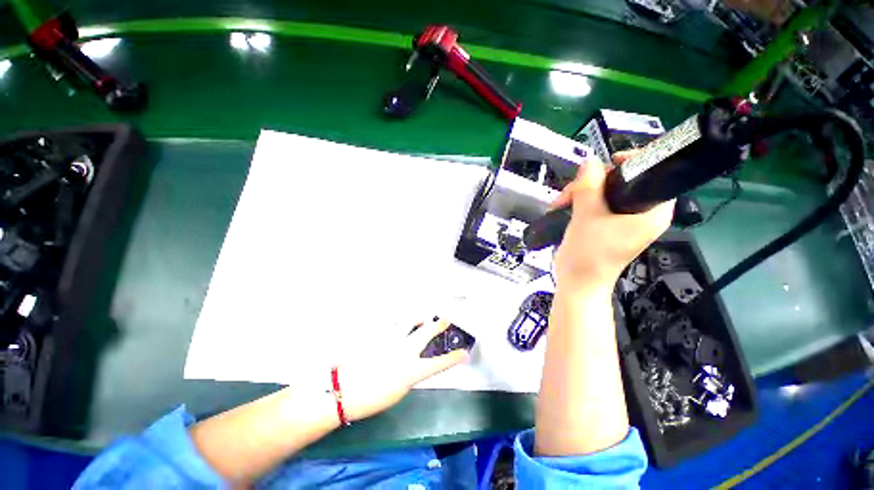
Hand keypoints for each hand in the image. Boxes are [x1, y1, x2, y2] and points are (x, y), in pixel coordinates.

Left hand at [335, 317, 468, 421]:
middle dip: (438, 325)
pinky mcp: (379, 334)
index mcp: (411, 370)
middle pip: (426, 333)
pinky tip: (398, 322)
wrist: (343, 390)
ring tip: (422, 317)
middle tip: (445, 320)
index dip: (453, 358)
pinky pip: (392, 324)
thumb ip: (410, 374)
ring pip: (409, 321)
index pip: (438, 363)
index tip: (464, 352)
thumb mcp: (398, 391)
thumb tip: (414, 364)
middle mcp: (405, 351)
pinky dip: (398, 322)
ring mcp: (392, 339)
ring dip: (418, 318)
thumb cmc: (371, 398)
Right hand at [552, 151, 674, 291]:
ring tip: (560, 203)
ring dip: (579, 193)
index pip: (654, 174)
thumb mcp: (587, 216)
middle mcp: (641, 212)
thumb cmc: (589, 253)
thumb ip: (589, 186)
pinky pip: (595, 202)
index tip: (609, 162)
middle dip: (592, 183)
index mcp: (652, 211)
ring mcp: (622, 219)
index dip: (634, 162)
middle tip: (571, 192)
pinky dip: (578, 201)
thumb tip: (590, 161)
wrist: (576, 281)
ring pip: (603, 191)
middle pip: (622, 181)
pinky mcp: (605, 223)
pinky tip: (562, 207)